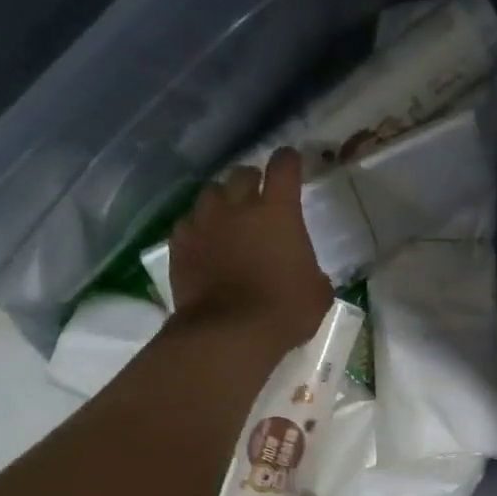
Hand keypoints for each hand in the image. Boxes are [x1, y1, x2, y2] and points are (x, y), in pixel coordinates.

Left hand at [168, 148, 331, 351]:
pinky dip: (196, 229)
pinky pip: (187, 224)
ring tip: (225, 217)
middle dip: (252, 181)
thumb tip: (308, 273)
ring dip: (220, 201)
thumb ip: (312, 272)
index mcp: (278, 211)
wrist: (228, 334)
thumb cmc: (282, 312)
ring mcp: (204, 223)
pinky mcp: (180, 245)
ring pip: (210, 193)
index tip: (291, 163)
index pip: (284, 166)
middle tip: (257, 197)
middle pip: (242, 173)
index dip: (289, 162)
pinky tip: (202, 244)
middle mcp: (238, 206)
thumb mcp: (317, 295)